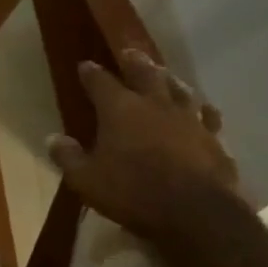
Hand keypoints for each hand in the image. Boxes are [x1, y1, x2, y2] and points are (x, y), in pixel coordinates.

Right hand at [48, 48, 243, 244]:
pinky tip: (205, 110)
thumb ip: (68, 157)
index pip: (100, 82)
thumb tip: (53, 139)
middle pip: (146, 74)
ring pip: (180, 91)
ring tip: (166, 75)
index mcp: (119, 110)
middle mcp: (155, 106)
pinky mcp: (215, 141)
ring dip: (171, 81)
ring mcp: (189, 121)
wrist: (197, 214)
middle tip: (130, 52)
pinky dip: (204, 111)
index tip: (85, 65)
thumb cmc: (132, 192)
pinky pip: (209, 118)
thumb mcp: (86, 179)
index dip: (91, 73)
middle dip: (135, 62)